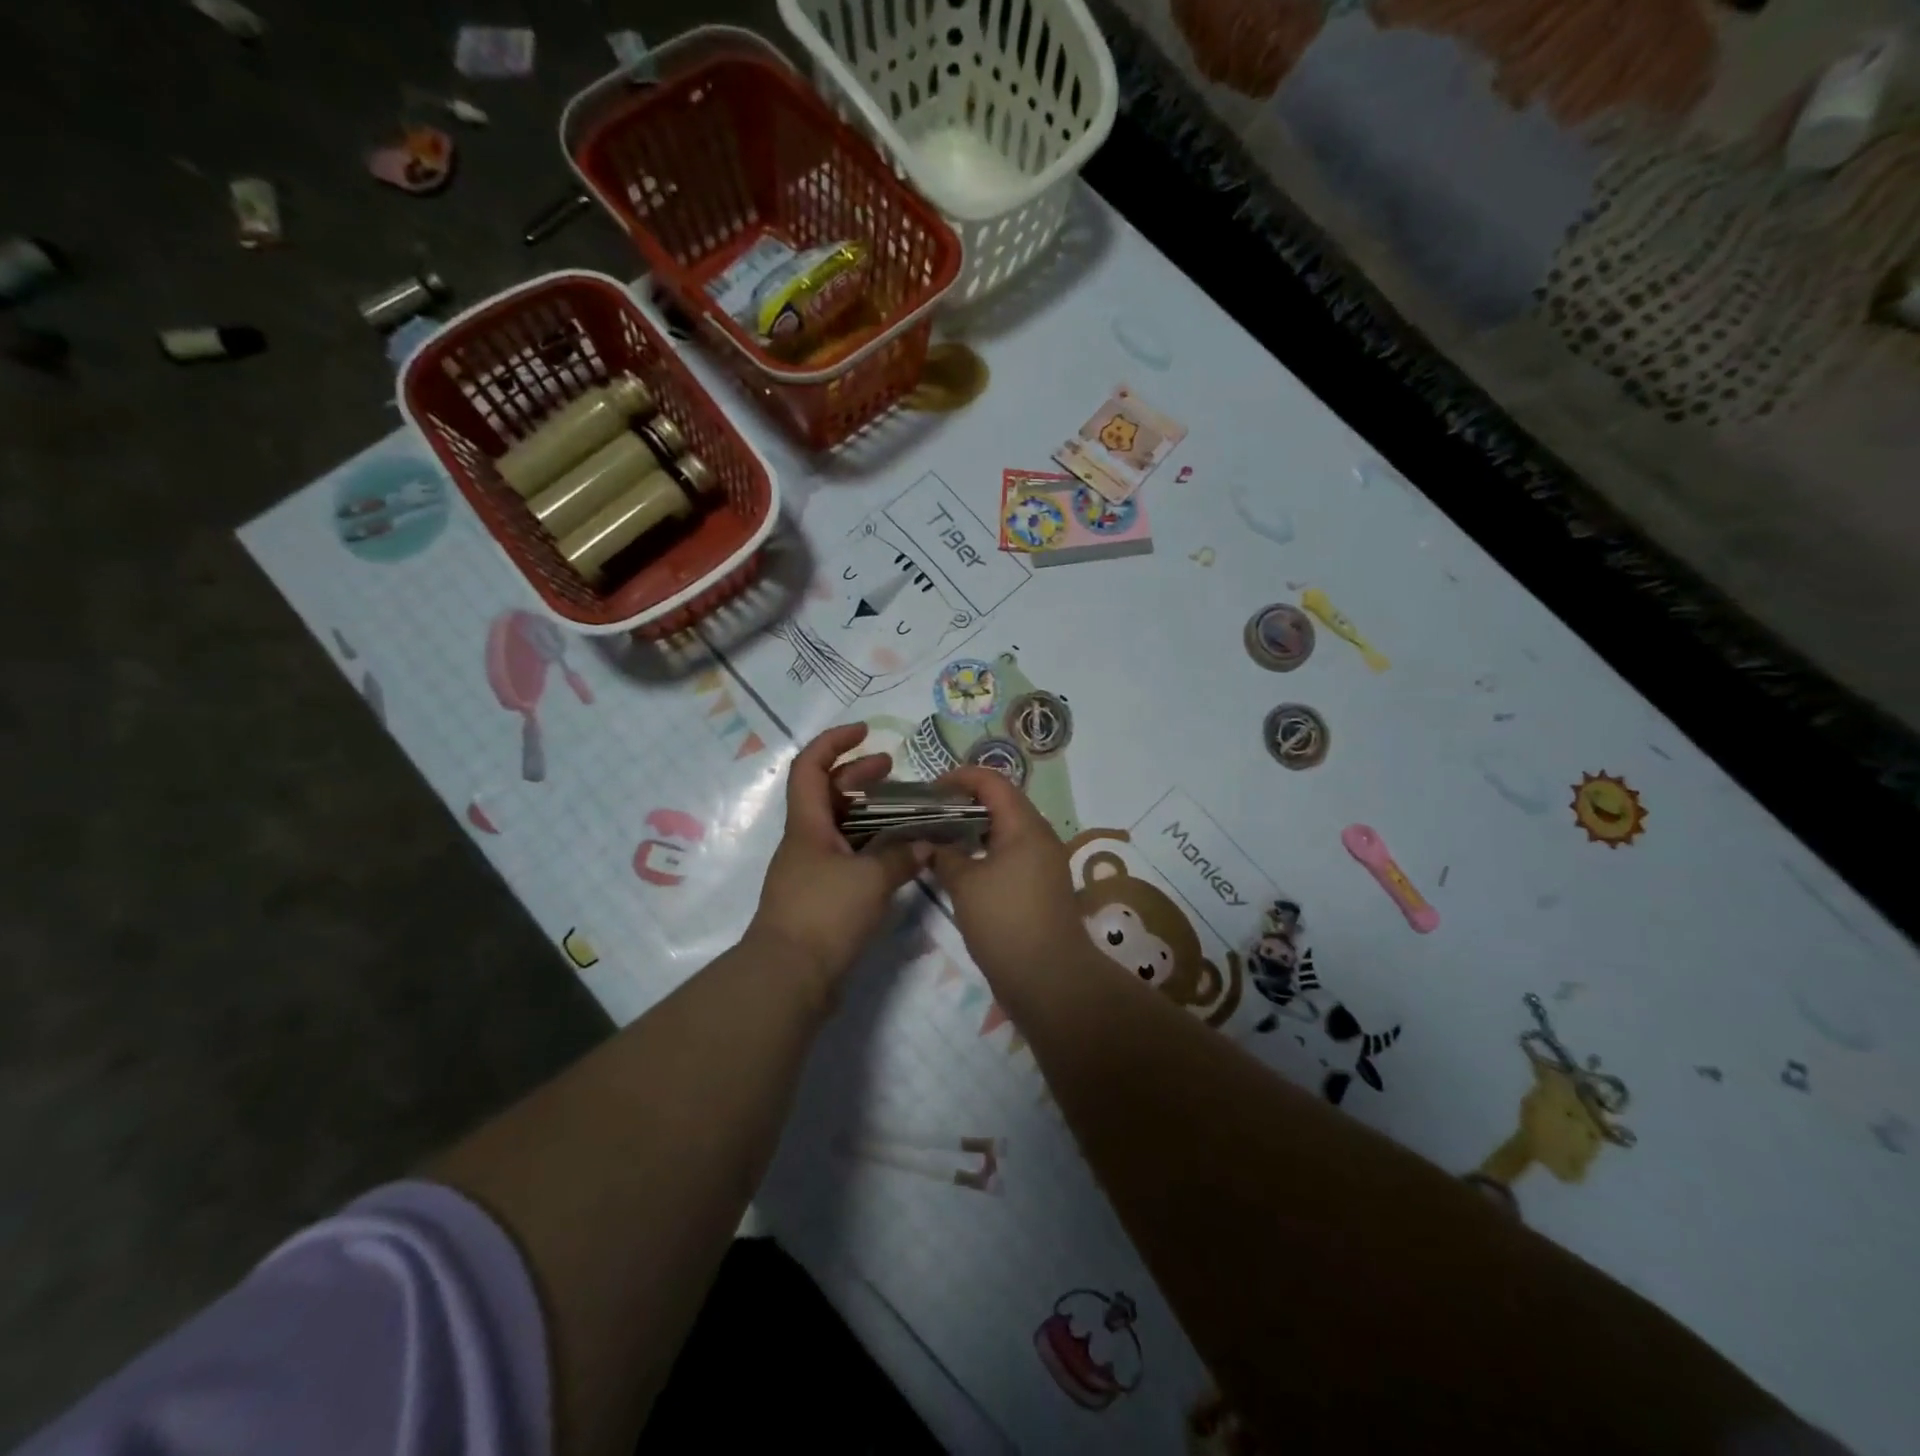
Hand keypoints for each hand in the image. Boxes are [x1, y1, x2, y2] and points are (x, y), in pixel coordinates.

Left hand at [747, 724, 931, 998]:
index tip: (864, 732)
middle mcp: (806, 842)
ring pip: (841, 828)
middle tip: (891, 770)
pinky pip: (849, 858)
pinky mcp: (822, 898)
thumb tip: (926, 844)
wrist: (789, 978)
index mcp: (808, 826)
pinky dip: (872, 849)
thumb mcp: (870, 880)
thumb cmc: (824, 915)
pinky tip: (899, 856)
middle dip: (857, 775)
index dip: (834, 742)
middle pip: (828, 795)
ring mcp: (812, 871)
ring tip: (904, 811)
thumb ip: (901, 856)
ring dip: (869, 814)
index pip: (811, 767)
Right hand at [927, 767, 1090, 997]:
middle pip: (1001, 802)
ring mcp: (1042, 862)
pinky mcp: (1039, 886)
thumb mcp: (965, 885)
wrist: (1049, 979)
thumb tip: (929, 842)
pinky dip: (984, 851)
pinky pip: (1009, 854)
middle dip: (963, 803)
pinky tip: (959, 867)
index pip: (992, 782)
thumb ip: (944, 855)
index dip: (960, 778)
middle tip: (928, 814)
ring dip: (973, 829)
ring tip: (938, 839)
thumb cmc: (1006, 922)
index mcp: (1025, 826)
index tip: (929, 792)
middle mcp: (1039, 836)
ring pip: (1005, 830)